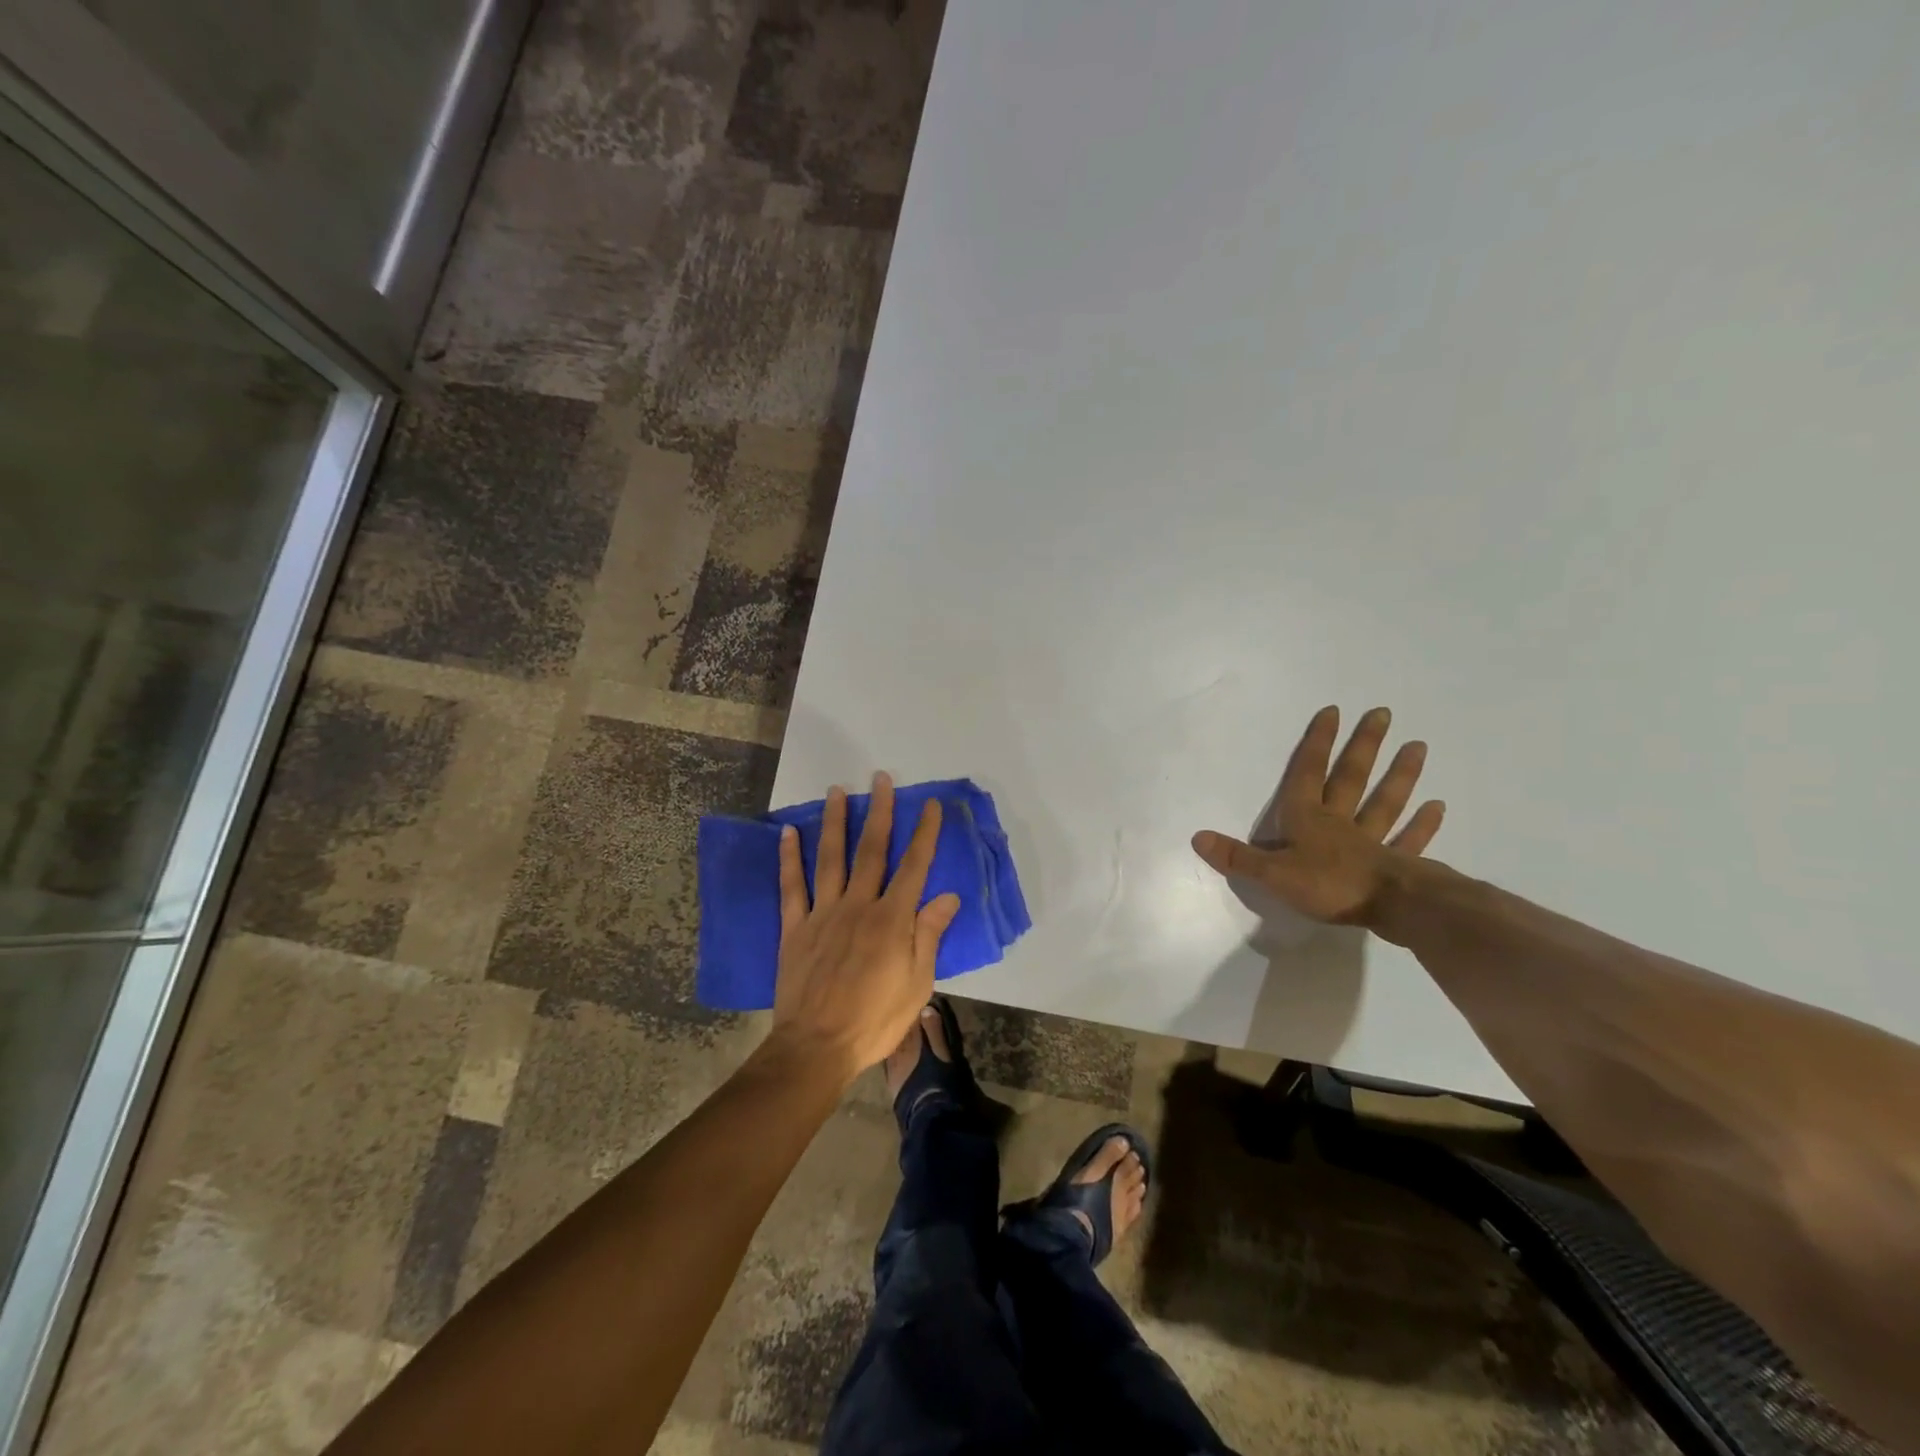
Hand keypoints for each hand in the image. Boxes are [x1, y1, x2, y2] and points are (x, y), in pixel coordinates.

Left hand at [770, 773, 962, 1083]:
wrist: (817, 1048)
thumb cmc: (875, 1020)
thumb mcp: (917, 984)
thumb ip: (929, 935)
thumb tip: (948, 896)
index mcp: (891, 920)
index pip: (914, 867)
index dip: (924, 834)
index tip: (930, 805)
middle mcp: (858, 906)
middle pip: (871, 851)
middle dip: (880, 812)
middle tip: (881, 778)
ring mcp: (822, 914)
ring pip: (830, 858)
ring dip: (834, 822)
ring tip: (837, 790)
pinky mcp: (794, 928)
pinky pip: (791, 887)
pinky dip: (789, 858)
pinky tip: (789, 833)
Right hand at [1190, 706, 1445, 926]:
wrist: (1390, 908)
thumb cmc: (1328, 886)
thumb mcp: (1272, 874)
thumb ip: (1237, 857)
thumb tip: (1197, 838)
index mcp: (1307, 820)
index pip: (1308, 774)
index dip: (1317, 743)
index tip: (1333, 712)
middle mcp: (1340, 822)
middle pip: (1351, 778)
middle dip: (1363, 746)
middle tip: (1383, 713)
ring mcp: (1372, 842)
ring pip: (1385, 802)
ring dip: (1400, 775)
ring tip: (1418, 745)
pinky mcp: (1397, 864)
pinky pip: (1409, 840)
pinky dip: (1422, 824)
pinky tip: (1437, 805)